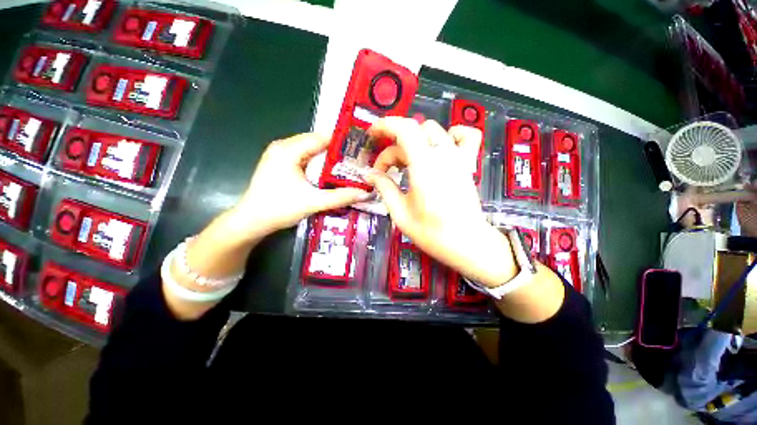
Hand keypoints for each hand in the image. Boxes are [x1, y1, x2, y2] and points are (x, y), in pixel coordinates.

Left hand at [226, 133, 371, 241]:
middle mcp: (282, 147)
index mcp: (288, 150)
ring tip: (346, 166)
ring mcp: (279, 155)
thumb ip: (340, 197)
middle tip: (356, 161)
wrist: (251, 221)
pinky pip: (303, 157)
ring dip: (326, 158)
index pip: (320, 138)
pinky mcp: (278, 164)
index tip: (359, 151)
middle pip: (315, 143)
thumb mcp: (313, 202)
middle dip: (335, 151)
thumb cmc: (280, 208)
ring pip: (309, 150)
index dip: (341, 143)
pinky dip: (316, 163)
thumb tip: (365, 193)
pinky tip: (327, 173)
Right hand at [363, 117, 517, 286]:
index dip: (385, 126)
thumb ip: (384, 188)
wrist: (466, 243)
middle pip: (413, 134)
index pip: (404, 129)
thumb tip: (371, 175)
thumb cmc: (431, 232)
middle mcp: (442, 155)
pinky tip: (440, 147)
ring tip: (406, 162)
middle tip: (384, 172)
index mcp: (424, 167)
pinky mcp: (467, 164)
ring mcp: (458, 158)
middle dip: (393, 149)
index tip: (372, 135)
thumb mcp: (400, 213)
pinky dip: (452, 134)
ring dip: (414, 141)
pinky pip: (465, 136)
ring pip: (433, 131)